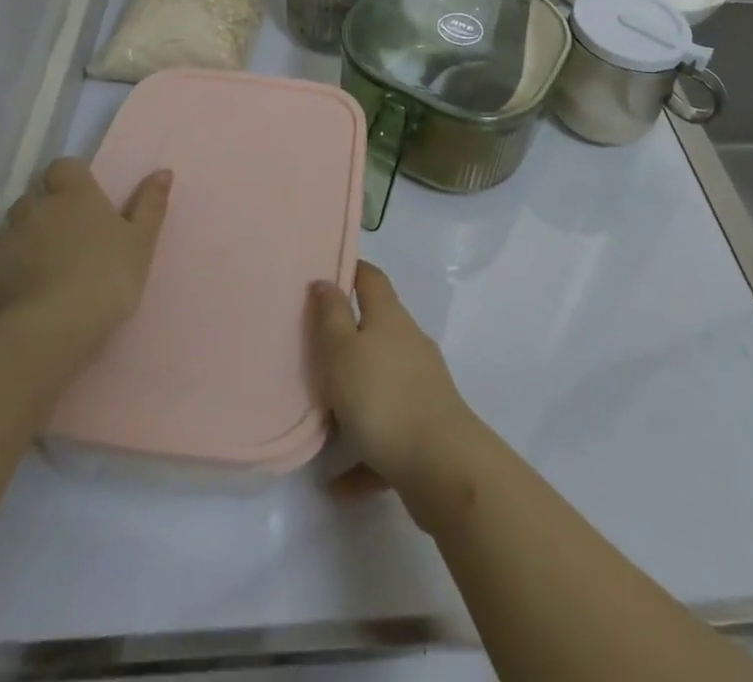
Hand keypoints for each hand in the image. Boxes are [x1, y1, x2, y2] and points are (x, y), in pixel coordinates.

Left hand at [0, 158, 169, 361]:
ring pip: (7, 234)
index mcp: (74, 195)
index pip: (64, 168)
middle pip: (33, 200)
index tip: (82, 207)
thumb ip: (149, 205)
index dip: (70, 183)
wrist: (45, 335)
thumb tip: (163, 171)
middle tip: (62, 249)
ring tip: (34, 282)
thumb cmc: (105, 281)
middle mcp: (32, 207)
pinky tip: (8, 303)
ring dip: (18, 247)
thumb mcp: (140, 244)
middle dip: (42, 217)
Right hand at [310, 262, 485, 512]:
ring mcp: (421, 386)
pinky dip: (364, 453)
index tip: (324, 273)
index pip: (371, 278)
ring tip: (319, 417)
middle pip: (377, 329)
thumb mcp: (343, 351)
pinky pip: (387, 435)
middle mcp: (409, 344)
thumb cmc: (383, 396)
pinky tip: (338, 482)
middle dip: (347, 336)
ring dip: (354, 398)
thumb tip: (326, 280)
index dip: (351, 269)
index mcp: (390, 318)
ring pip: (381, 382)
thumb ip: (332, 316)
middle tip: (310, 348)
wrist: (442, 465)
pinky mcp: (425, 429)